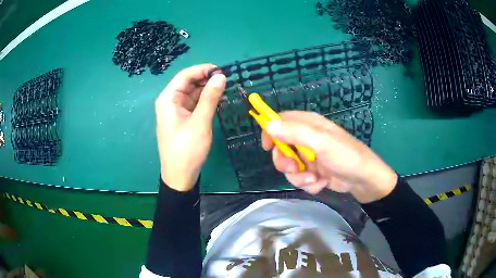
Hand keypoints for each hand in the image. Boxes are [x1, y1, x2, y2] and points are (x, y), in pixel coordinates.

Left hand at [155, 64, 225, 191]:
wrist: (180, 176)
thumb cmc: (187, 150)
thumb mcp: (200, 122)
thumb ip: (210, 97)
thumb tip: (221, 76)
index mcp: (168, 99)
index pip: (185, 76)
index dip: (203, 70)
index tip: (222, 70)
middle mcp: (170, 101)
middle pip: (188, 83)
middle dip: (206, 79)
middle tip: (227, 80)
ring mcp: (176, 110)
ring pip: (193, 93)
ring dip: (207, 90)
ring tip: (226, 88)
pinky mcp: (183, 118)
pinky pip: (194, 103)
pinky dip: (206, 100)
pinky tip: (218, 99)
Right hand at [262, 111, 396, 202]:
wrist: (363, 180)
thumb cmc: (345, 156)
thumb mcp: (321, 142)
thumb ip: (295, 132)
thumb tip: (268, 125)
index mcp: (308, 124)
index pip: (281, 121)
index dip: (271, 131)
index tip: (267, 147)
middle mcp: (306, 139)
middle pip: (281, 148)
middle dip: (285, 162)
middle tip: (295, 169)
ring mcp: (309, 156)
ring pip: (289, 167)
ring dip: (299, 177)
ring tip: (314, 179)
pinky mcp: (313, 171)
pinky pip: (300, 178)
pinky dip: (309, 183)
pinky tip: (321, 183)